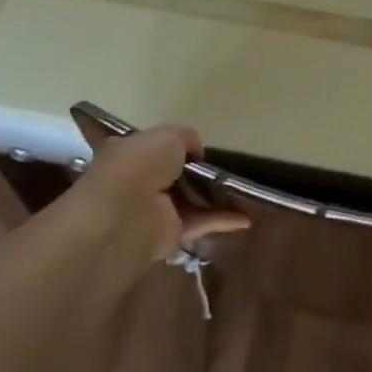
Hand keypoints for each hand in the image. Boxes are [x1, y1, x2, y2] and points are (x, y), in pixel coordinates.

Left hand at [69, 125, 249, 262]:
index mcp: (129, 154)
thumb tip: (196, 152)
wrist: (126, 214)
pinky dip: (221, 221)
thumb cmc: (140, 166)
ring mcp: (154, 210)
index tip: (199, 149)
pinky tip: (246, 219)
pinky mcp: (169, 235)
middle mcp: (139, 182)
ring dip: (212, 197)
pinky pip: (199, 223)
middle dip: (197, 173)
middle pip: (174, 176)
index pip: (153, 149)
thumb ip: (186, 138)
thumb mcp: (167, 136)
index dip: (176, 147)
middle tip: (225, 169)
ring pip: (188, 201)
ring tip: (242, 192)